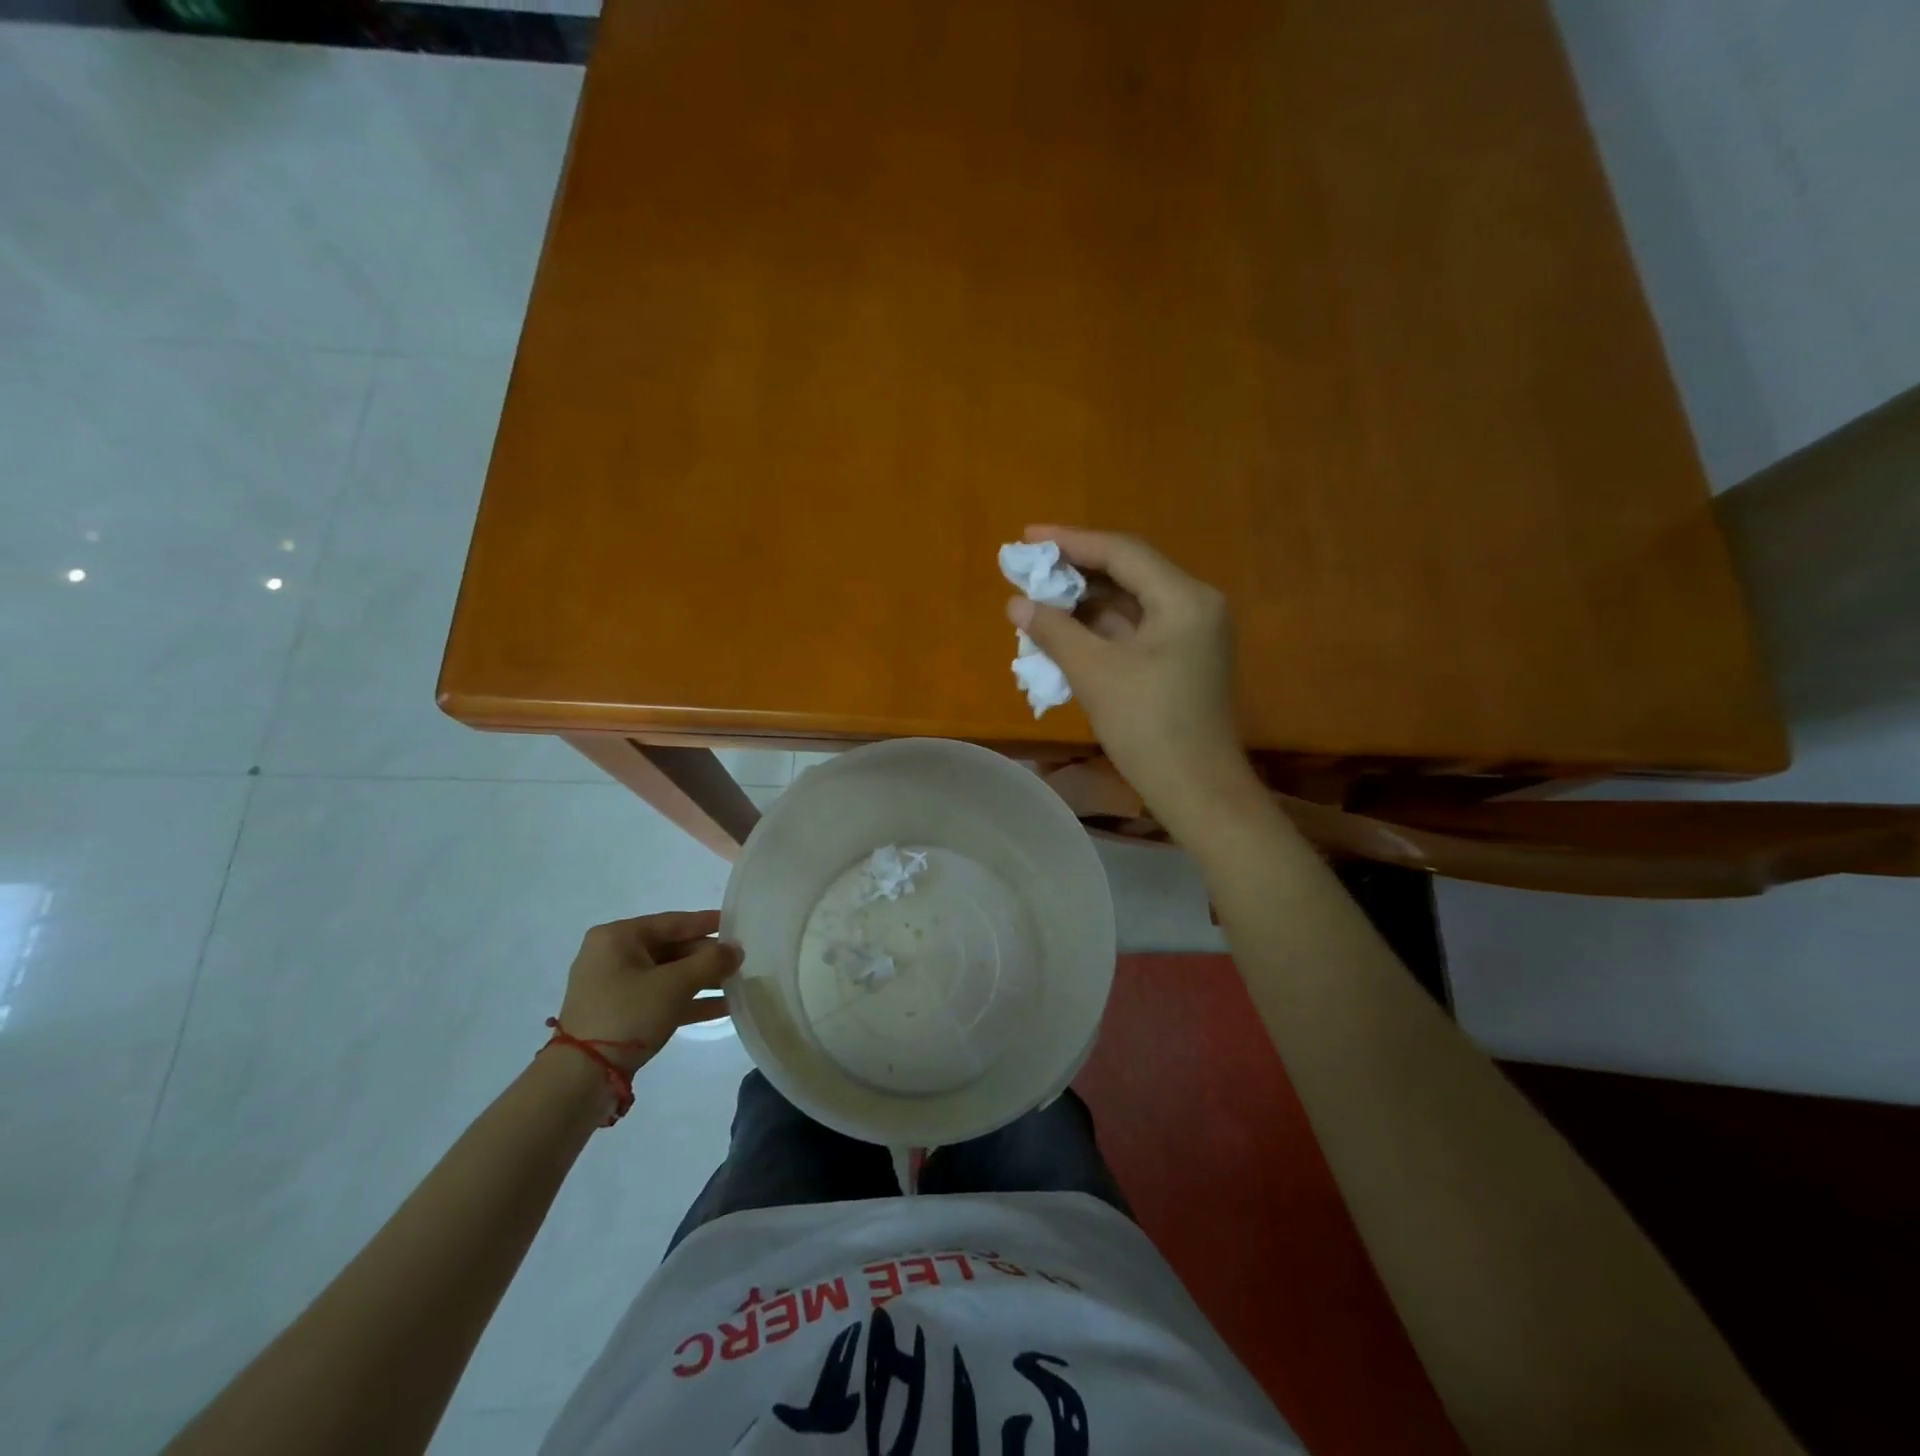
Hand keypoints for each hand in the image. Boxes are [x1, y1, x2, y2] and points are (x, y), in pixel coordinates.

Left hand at [553, 911, 741, 1071]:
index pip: (673, 922)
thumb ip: (711, 962)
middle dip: (707, 957)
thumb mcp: (675, 985)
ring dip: (702, 981)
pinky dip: (688, 1001)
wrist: (581, 1077)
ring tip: (738, 983)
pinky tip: (722, 1007)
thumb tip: (737, 950)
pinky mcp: (619, 1014)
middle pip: (671, 949)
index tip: (737, 922)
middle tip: (741, 959)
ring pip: (668, 975)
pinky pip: (661, 998)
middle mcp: (613, 956)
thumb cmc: (627, 1014)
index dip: (708, 922)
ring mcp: (614, 987)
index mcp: (618, 937)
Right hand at [1007, 525, 1251, 816]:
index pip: (1122, 553)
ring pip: (1129, 603)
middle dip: (1075, 572)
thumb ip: (1054, 630)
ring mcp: (1191, 634)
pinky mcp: (1181, 660)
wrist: (1196, 790)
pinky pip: (1134, 630)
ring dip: (1084, 602)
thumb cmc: (1148, 727)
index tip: (1027, 538)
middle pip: (1128, 573)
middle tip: (1028, 570)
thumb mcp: (1095, 673)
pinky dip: (1099, 628)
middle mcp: (1194, 606)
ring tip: (1037, 600)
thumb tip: (1016, 603)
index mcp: (1183, 599)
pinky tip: (1064, 631)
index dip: (1071, 542)